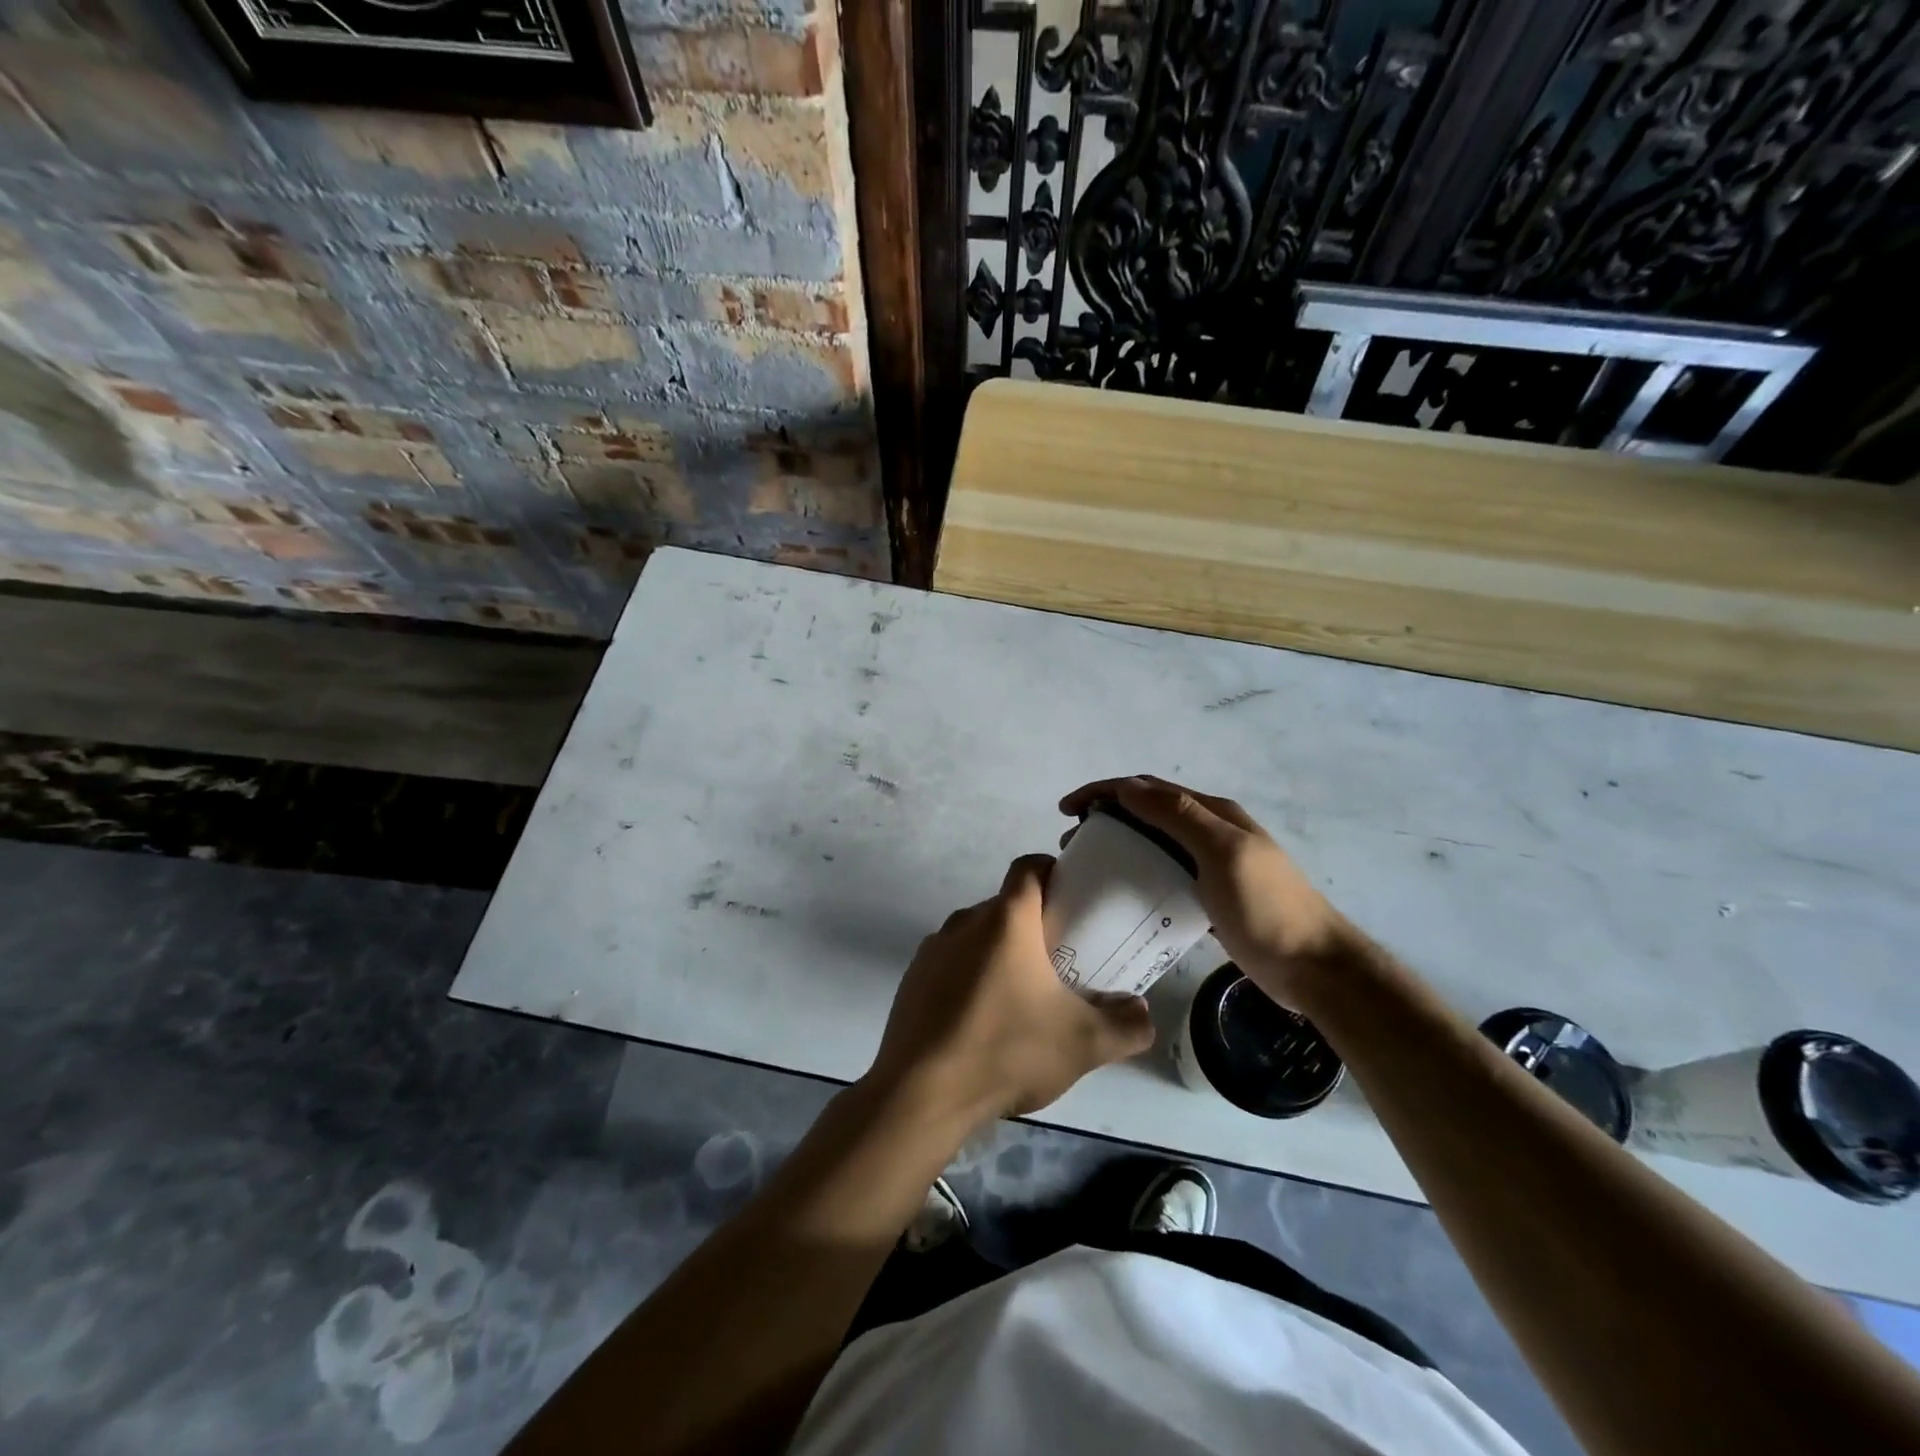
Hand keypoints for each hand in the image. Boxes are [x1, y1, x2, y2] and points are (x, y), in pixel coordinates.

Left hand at [866, 855, 1155, 1127]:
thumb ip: (1126, 1025)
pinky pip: (951, 964)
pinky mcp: (912, 979)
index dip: (1053, 873)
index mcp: (1006, 919)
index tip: (1073, 901)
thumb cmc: (1007, 1050)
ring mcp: (932, 949)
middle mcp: (964, 921)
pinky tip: (984, 1022)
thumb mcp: (1084, 1044)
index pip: (1029, 867)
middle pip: (1005, 906)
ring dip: (1000, 955)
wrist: (922, 1093)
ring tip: (1023, 998)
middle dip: (1034, 925)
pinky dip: (971, 978)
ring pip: (977, 936)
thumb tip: (1141, 1012)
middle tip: (1060, 961)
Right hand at [1059, 776, 1352, 1007]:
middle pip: (1148, 813)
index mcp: (1213, 814)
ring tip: (1089, 866)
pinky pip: (1164, 876)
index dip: (1104, 791)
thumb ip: (1178, 816)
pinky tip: (1122, 895)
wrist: (1315, 968)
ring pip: (1155, 844)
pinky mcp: (1210, 898)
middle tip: (1073, 842)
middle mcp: (1211, 832)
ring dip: (1120, 845)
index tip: (1066, 809)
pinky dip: (1138, 875)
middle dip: (1106, 817)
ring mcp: (1212, 866)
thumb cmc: (1267, 907)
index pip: (1148, 789)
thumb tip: (1127, 787)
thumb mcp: (1222, 853)